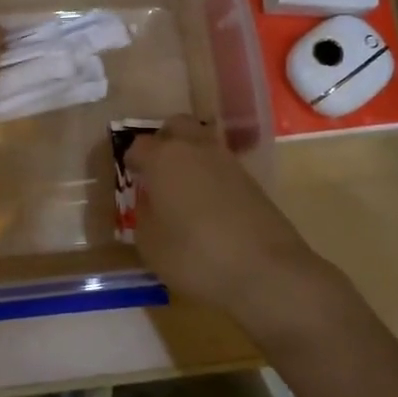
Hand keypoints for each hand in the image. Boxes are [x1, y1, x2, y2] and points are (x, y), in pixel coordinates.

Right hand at [126, 115, 349, 341]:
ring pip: (202, 142)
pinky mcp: (251, 179)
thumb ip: (144, 216)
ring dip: (189, 156)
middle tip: (156, 170)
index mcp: (164, 158)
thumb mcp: (151, 245)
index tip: (130, 178)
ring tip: (182, 189)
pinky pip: (221, 165)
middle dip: (163, 141)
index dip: (131, 161)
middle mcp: (196, 148)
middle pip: (176, 126)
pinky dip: (210, 175)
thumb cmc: (195, 255)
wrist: (267, 270)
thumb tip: (150, 203)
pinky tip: (207, 204)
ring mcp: (228, 161)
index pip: (138, 146)